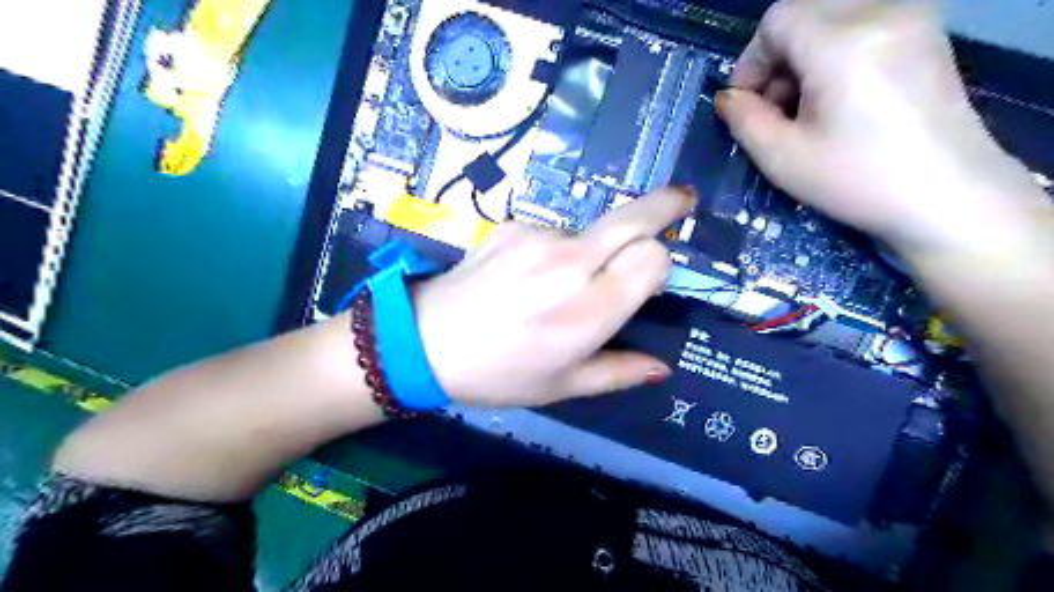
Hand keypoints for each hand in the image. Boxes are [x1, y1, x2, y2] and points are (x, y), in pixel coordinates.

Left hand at [415, 186, 697, 406]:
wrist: (424, 341)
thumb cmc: (498, 374)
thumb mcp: (562, 386)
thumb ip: (619, 372)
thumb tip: (663, 366)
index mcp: (588, 311)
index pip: (652, 258)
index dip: (659, 264)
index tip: (649, 281)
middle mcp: (570, 264)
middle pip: (633, 218)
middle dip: (664, 206)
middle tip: (682, 202)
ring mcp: (538, 237)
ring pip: (591, 231)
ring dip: (593, 251)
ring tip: (556, 287)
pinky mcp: (513, 225)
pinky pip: (555, 233)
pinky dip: (557, 251)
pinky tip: (527, 276)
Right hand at [718, 1, 1043, 259]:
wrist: (948, 195)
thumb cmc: (856, 180)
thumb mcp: (782, 158)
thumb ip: (743, 120)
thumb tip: (728, 98)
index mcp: (841, 42)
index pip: (777, 19)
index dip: (750, 60)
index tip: (746, 103)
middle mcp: (881, 13)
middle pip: (805, 12)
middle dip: (777, 57)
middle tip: (774, 107)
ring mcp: (912, 19)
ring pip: (832, 17)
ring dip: (805, 56)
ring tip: (805, 107)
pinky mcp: (926, 35)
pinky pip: (862, 25)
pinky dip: (835, 53)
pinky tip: (837, 98)